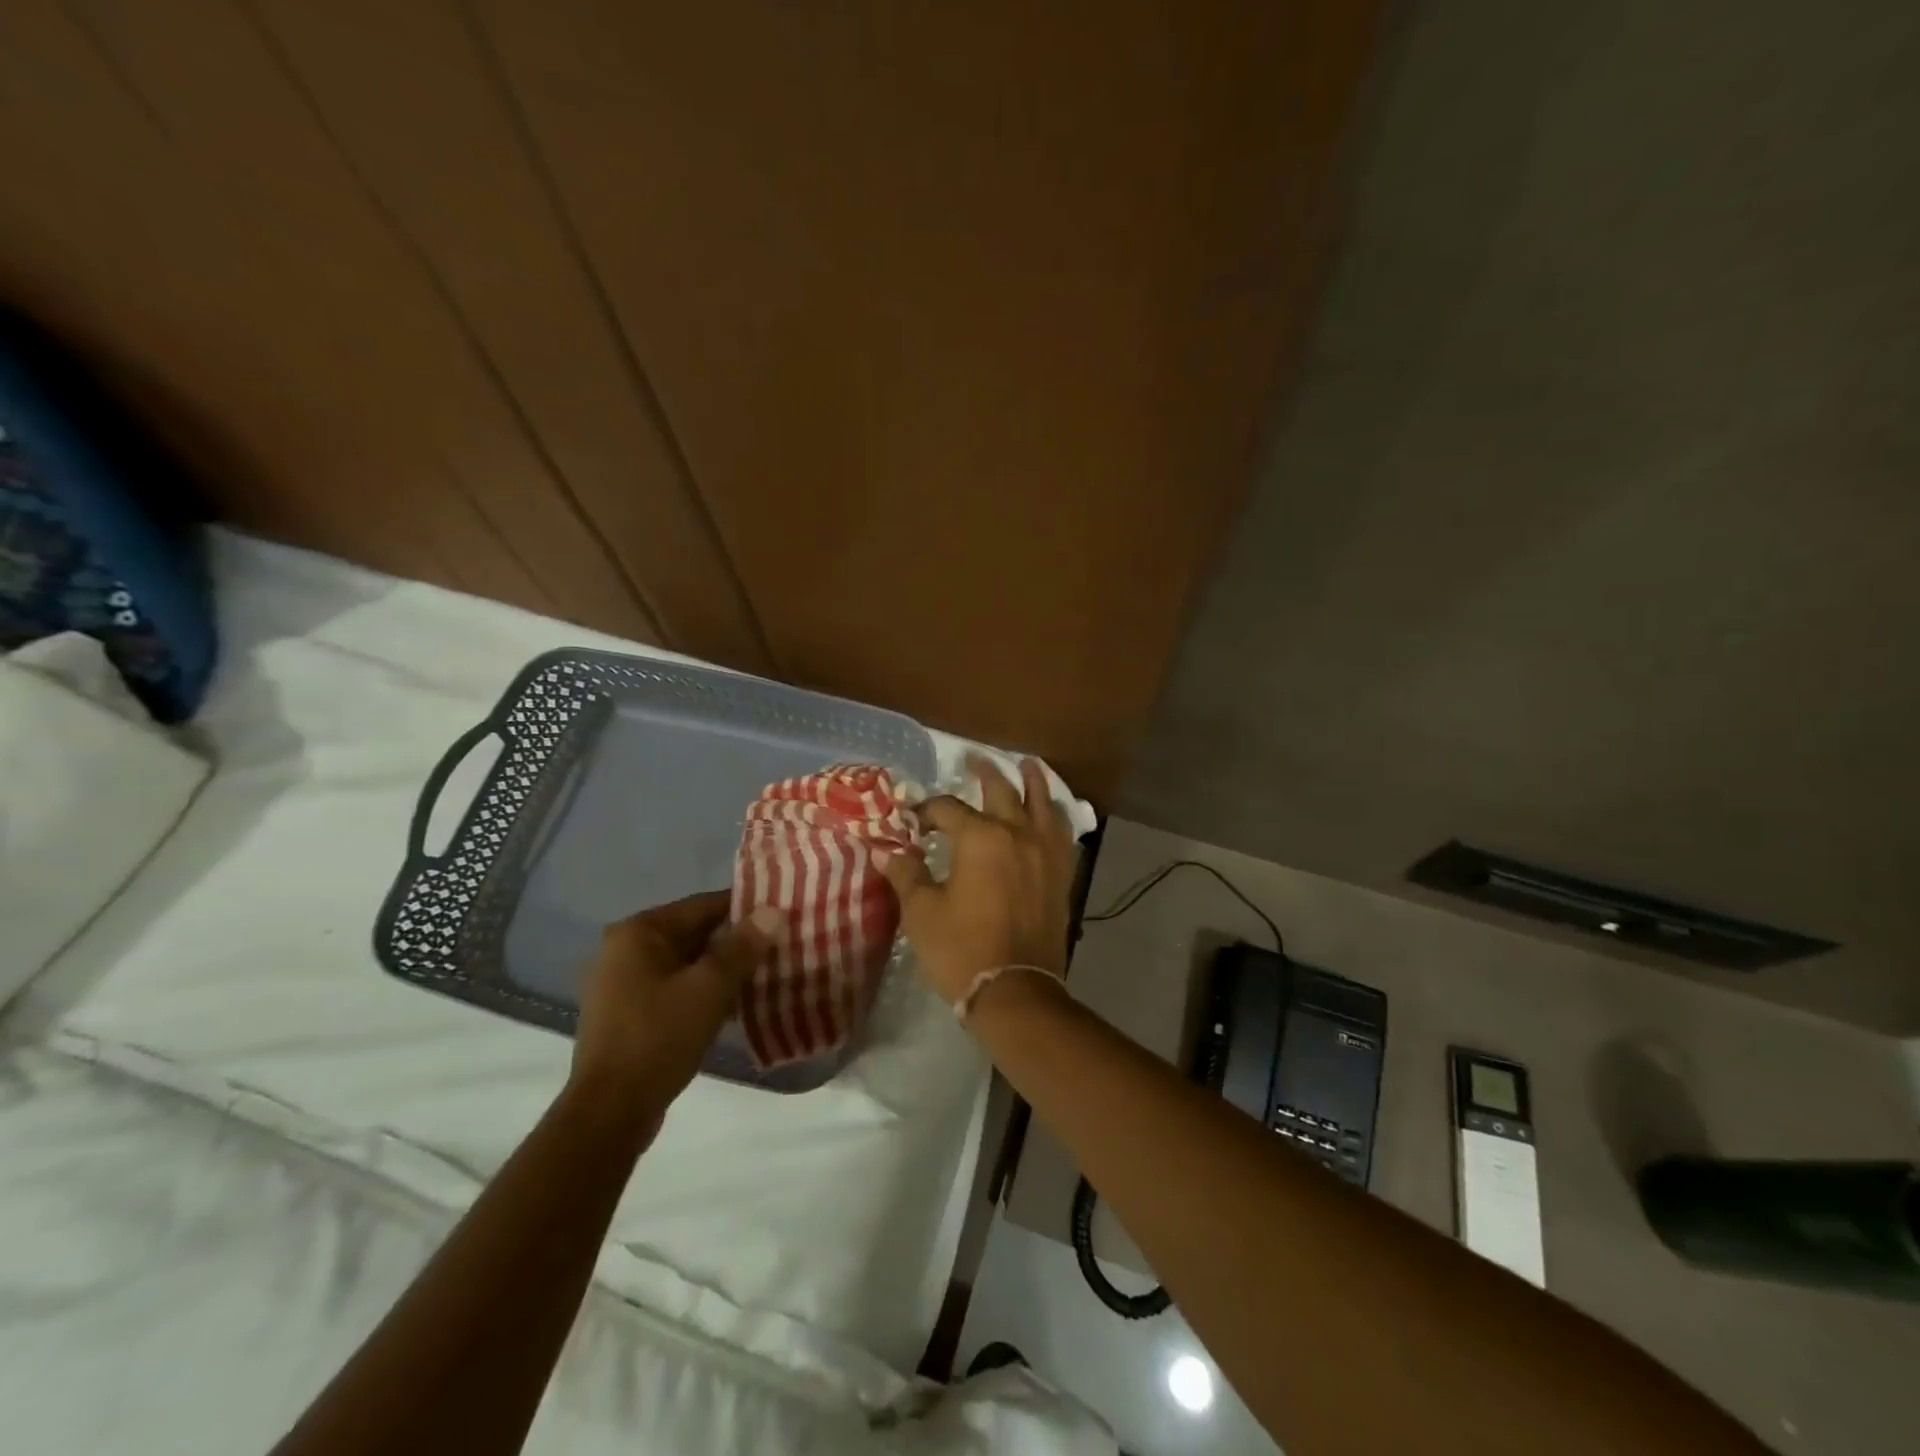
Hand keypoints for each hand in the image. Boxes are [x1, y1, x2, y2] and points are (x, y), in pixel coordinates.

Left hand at [571, 891, 779, 1113]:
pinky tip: (736, 1005)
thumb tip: (774, 911)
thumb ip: (743, 947)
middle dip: (737, 942)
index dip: (746, 909)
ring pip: (687, 963)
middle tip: (781, 946)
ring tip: (767, 974)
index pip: (704, 905)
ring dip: (723, 969)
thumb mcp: (710, 988)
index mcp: (639, 932)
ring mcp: (622, 983)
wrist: (610, 1113)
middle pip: (695, 933)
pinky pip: (675, 988)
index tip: (782, 916)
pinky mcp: (627, 1014)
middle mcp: (625, 949)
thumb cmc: (658, 1038)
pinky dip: (703, 991)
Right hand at [874, 755, 1075, 1005]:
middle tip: (974, 759)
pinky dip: (1055, 815)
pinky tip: (1051, 814)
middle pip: (1002, 791)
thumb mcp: (922, 913)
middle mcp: (1017, 833)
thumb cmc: (962, 950)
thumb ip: (906, 874)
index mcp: (980, 837)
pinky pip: (1062, 832)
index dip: (927, 811)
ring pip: (1042, 802)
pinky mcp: (1061, 873)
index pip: (948, 809)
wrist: (1016, 992)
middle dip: (985, 773)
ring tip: (1027, 765)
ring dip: (1032, 781)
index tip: (913, 821)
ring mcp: (1045, 852)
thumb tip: (886, 850)